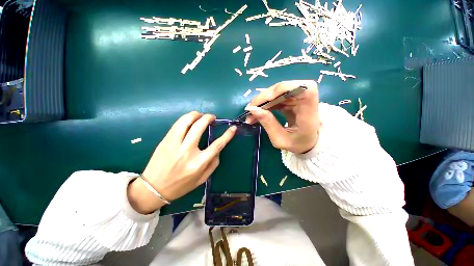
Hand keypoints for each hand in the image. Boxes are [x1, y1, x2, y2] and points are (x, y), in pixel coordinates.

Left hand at [128, 112, 235, 213]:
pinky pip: (177, 124)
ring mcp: (174, 144)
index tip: (232, 128)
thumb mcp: (202, 179)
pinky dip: (186, 118)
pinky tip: (190, 119)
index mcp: (198, 163)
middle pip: (200, 127)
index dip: (227, 135)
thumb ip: (213, 164)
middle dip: (208, 118)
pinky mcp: (165, 140)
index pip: (217, 145)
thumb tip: (218, 150)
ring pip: (186, 121)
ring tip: (201, 115)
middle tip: (212, 117)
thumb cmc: (181, 186)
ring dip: (196, 114)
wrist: (154, 189)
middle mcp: (187, 151)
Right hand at [246, 80, 319, 153]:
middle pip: (284, 89)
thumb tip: (253, 110)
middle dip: (264, 97)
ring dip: (262, 102)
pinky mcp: (291, 100)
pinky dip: (264, 104)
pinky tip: (257, 112)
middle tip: (250, 109)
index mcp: (309, 112)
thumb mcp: (280, 139)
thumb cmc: (296, 144)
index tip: (268, 98)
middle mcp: (306, 101)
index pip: (306, 88)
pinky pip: (275, 98)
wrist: (306, 143)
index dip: (286, 88)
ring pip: (277, 92)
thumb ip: (268, 124)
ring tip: (251, 113)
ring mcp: (298, 99)